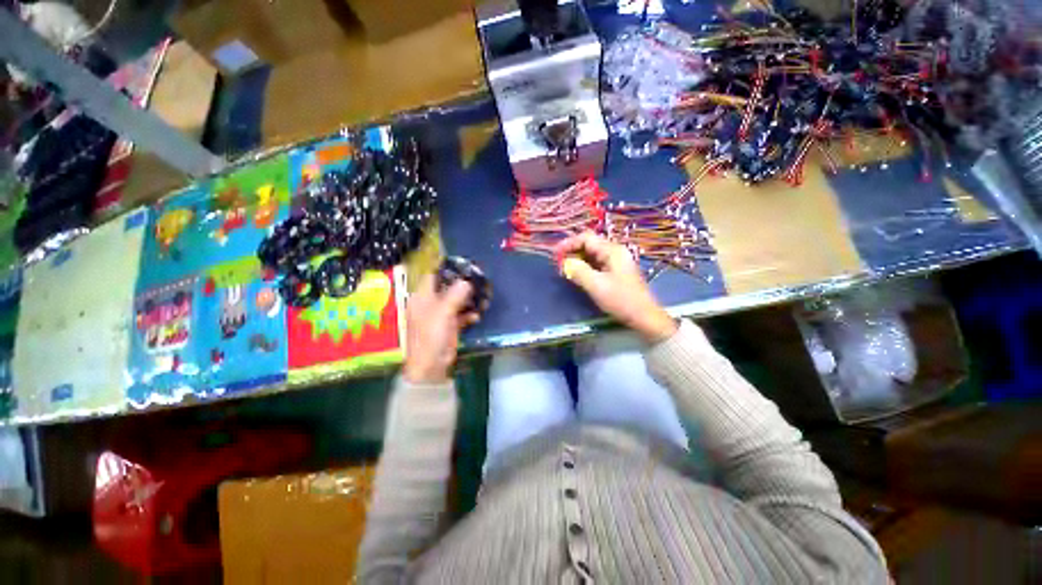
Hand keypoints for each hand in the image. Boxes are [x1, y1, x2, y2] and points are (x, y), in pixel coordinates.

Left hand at [403, 275, 478, 383]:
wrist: (430, 366)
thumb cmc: (430, 336)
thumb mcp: (442, 313)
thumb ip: (454, 296)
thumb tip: (467, 281)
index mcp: (422, 298)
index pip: (433, 277)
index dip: (447, 271)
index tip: (464, 267)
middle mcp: (431, 304)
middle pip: (448, 288)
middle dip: (463, 286)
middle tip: (479, 281)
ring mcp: (441, 315)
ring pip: (457, 301)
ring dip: (469, 300)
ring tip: (483, 298)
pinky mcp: (450, 325)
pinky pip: (461, 315)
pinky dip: (469, 314)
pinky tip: (477, 316)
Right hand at [555, 231, 677, 342]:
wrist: (644, 317)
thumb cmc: (621, 300)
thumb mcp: (596, 286)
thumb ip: (579, 271)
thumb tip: (565, 262)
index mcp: (612, 251)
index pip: (587, 238)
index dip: (569, 243)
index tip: (555, 254)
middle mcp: (615, 252)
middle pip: (590, 244)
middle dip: (572, 251)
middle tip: (559, 263)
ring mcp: (617, 262)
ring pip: (593, 254)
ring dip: (578, 259)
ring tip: (565, 269)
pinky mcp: (616, 271)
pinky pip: (597, 263)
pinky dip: (585, 266)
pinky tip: (578, 275)